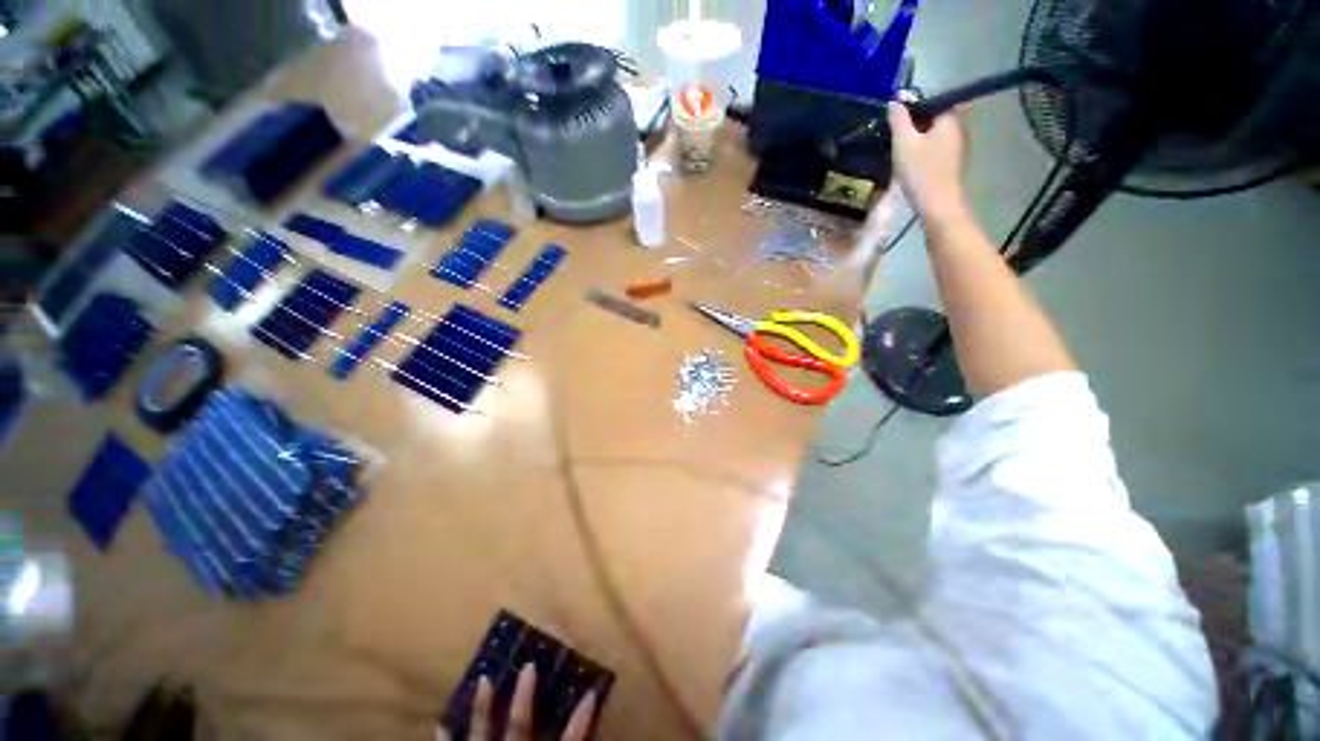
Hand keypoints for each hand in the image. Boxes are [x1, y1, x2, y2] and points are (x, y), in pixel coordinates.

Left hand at [438, 665, 596, 740]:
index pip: (570, 739)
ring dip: (482, 705)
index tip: (591, 691)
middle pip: (520, 724)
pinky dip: (447, 735)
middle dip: (524, 695)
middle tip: (528, 665)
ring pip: (481, 729)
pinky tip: (442, 720)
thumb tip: (586, 730)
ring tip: (483, 678)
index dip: (581, 717)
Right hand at [888, 102, 969, 223]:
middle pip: (934, 115)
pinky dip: (922, 146)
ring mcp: (957, 149)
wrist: (940, 212)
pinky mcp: (952, 164)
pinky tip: (907, 154)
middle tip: (893, 123)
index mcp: (950, 120)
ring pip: (933, 132)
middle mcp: (958, 131)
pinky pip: (935, 146)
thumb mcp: (903, 139)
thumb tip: (896, 101)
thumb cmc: (923, 172)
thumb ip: (898, 116)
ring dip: (916, 133)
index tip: (896, 108)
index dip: (913, 100)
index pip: (932, 98)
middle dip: (914, 117)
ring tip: (897, 139)